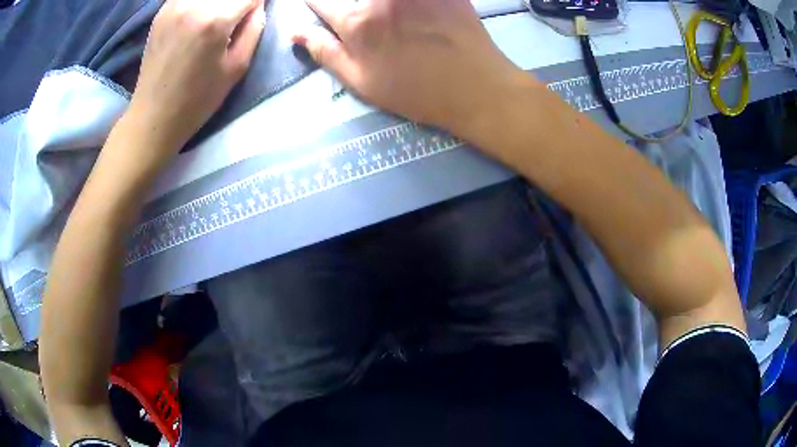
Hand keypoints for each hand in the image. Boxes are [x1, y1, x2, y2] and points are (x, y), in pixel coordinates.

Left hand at [127, 0, 265, 153]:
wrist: (153, 116)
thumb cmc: (197, 99)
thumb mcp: (236, 68)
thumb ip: (254, 29)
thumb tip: (257, 7)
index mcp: (215, 19)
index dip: (259, 1)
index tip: (258, 10)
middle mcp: (194, 3)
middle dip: (239, 1)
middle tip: (239, 16)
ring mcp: (174, 5)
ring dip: (219, 1)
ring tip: (221, 15)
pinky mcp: (162, 11)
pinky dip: (201, 2)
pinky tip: (202, 13)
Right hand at [293, 0, 525, 133]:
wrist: (476, 86)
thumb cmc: (416, 91)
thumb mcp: (361, 81)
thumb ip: (325, 51)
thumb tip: (293, 31)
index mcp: (356, 20)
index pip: (320, 0)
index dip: (315, 2)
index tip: (320, 7)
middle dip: (344, 4)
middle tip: (361, 22)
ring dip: (373, 4)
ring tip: (386, 24)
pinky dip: (403, 3)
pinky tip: (406, 13)